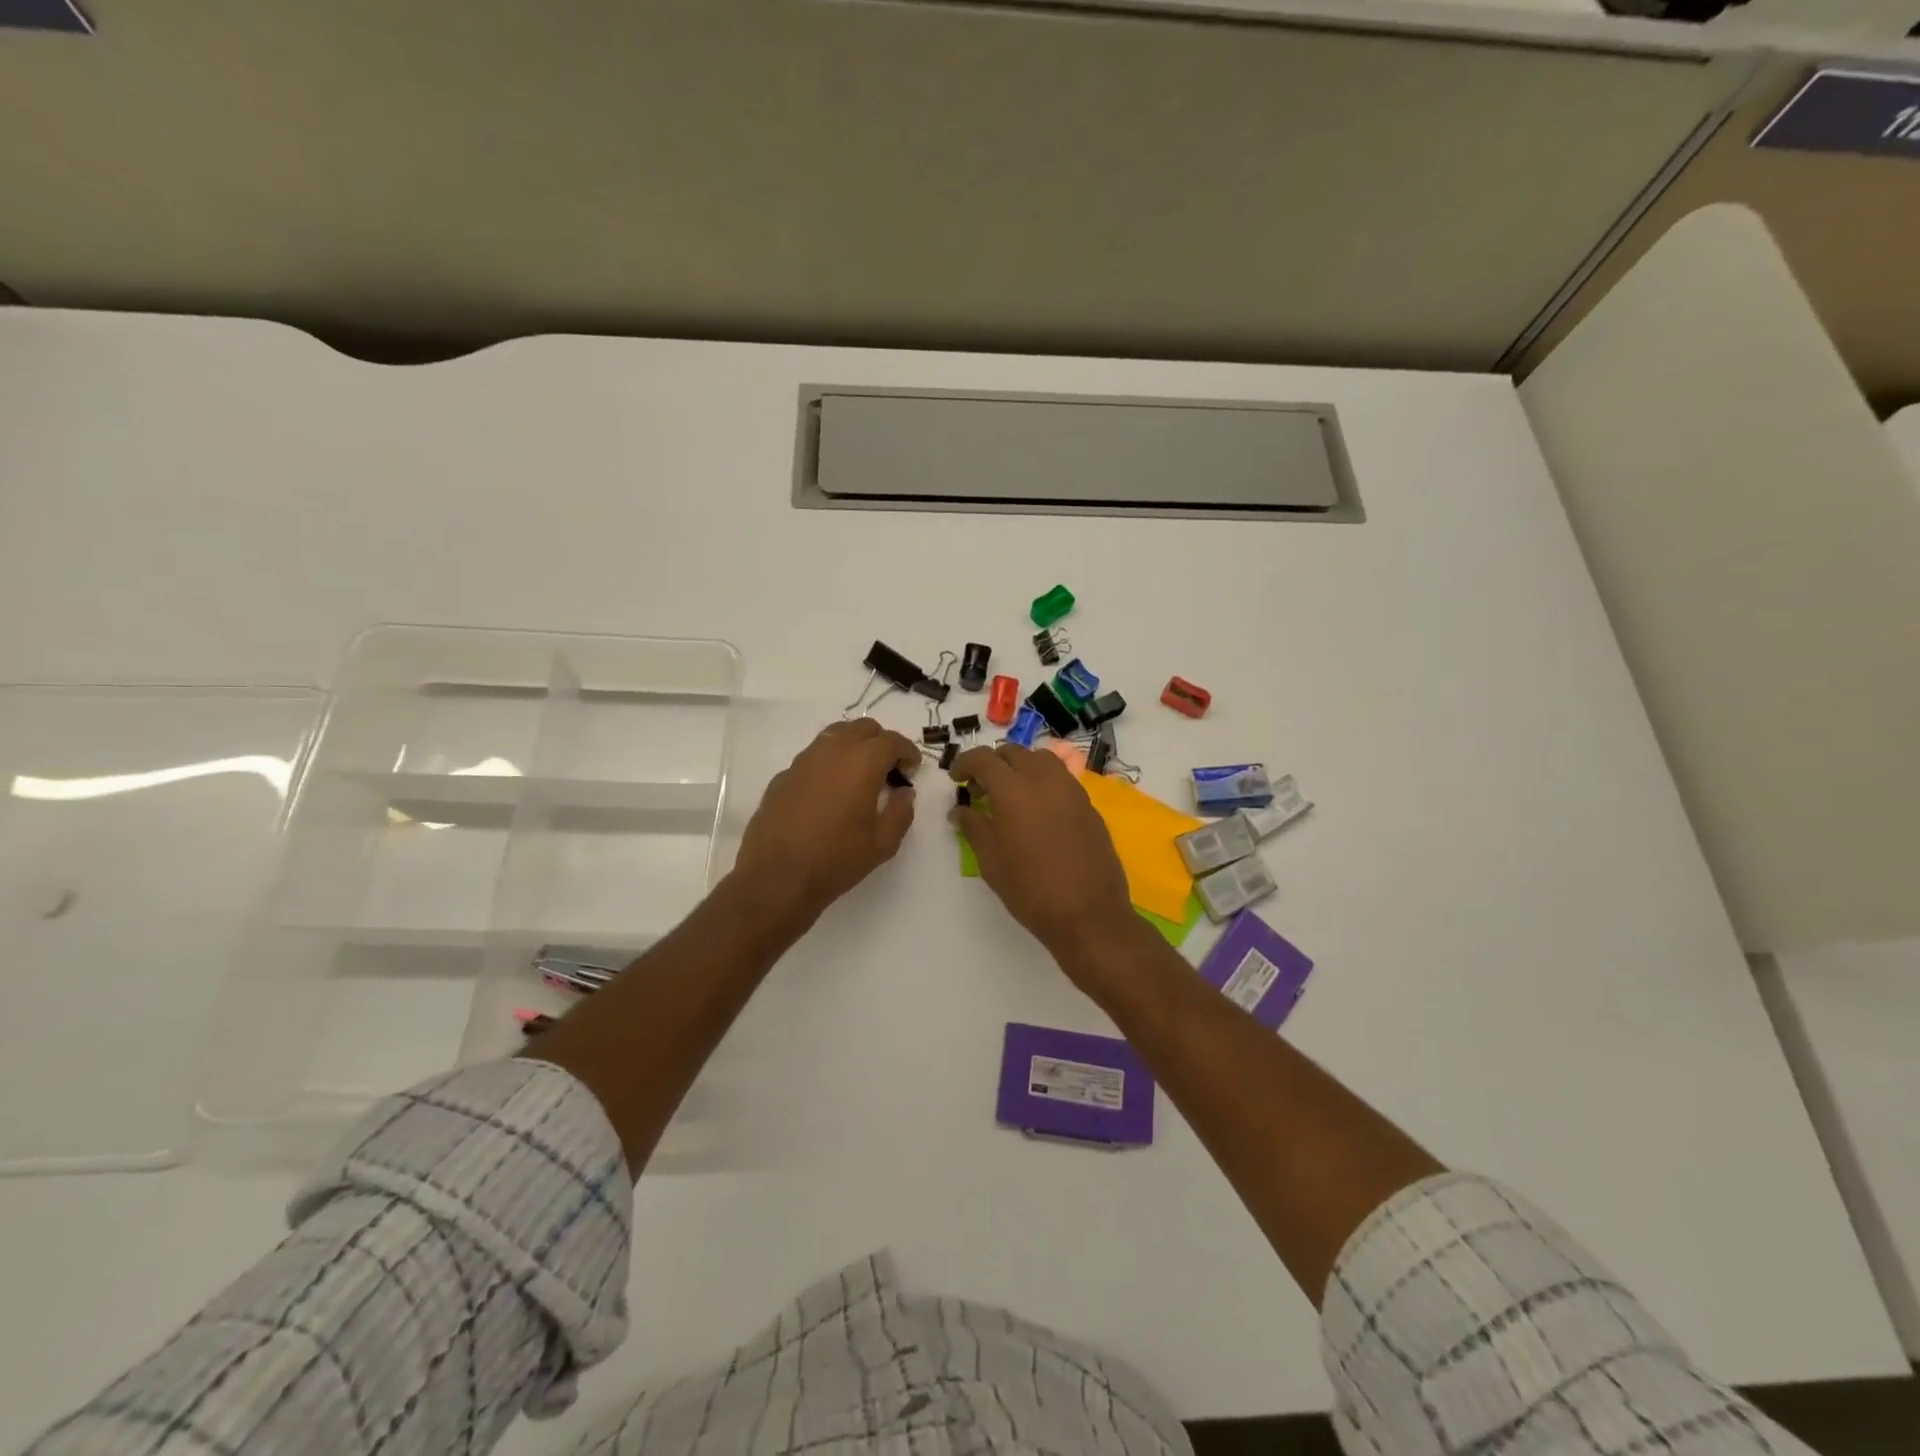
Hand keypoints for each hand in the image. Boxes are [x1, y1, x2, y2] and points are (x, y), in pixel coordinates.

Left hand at [733, 718, 921, 922]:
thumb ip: (901, 812)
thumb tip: (904, 793)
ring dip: (853, 748)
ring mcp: (803, 761)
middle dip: (880, 742)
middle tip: (888, 770)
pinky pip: (813, 758)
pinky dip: (828, 765)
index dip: (907, 752)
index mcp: (862, 761)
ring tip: (859, 777)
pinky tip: (829, 793)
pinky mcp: (783, 776)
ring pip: (834, 736)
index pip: (892, 740)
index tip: (912, 769)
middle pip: (862, 728)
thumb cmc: (837, 859)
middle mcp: (832, 751)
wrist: (777, 877)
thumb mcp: (883, 843)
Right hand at [948, 744, 1141, 981]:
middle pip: (1014, 753)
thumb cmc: (1030, 890)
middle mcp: (1044, 780)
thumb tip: (960, 810)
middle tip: (981, 789)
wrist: (1088, 914)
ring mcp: (1071, 790)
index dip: (966, 763)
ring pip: (1042, 760)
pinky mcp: (1089, 805)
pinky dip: (1044, 782)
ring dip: (1022, 767)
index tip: (957, 778)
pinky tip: (1038, 811)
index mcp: (1014, 790)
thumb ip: (973, 827)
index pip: (984, 759)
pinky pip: (1061, 779)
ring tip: (1012, 794)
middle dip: (993, 764)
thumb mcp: (991, 861)